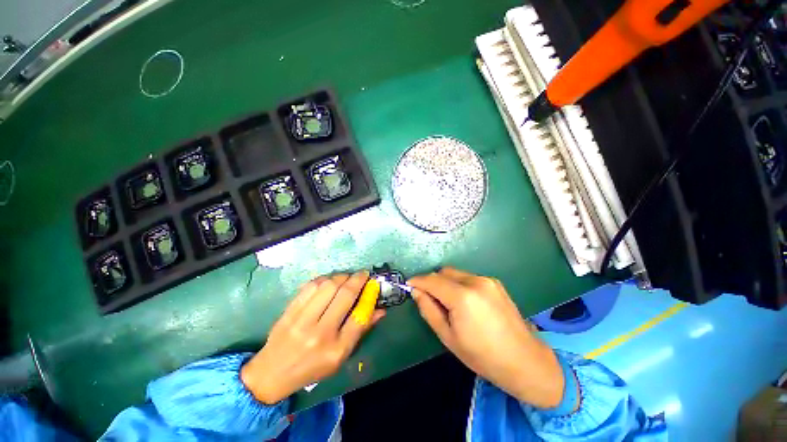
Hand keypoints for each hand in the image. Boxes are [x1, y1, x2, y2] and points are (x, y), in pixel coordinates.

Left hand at [241, 272, 384, 403]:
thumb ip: (361, 331)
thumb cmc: (312, 367)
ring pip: (328, 286)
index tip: (373, 284)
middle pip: (345, 295)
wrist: (272, 373)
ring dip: (341, 277)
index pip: (360, 316)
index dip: (369, 296)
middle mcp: (320, 334)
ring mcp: (302, 321)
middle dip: (358, 279)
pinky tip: (329, 281)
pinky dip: (324, 279)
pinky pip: (311, 286)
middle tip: (363, 275)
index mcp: (336, 350)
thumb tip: (380, 310)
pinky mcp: (289, 311)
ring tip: (346, 277)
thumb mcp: (341, 357)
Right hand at [409, 268, 566, 408]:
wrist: (525, 361)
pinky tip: (466, 303)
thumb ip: (429, 310)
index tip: (409, 285)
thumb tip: (416, 291)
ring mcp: (487, 280)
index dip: (417, 281)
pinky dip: (459, 285)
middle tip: (430, 299)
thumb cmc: (482, 356)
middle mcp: (475, 281)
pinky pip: (468, 277)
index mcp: (463, 297)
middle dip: (432, 281)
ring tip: (450, 304)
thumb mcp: (448, 337)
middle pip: (444, 272)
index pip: (432, 280)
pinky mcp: (495, 282)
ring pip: (456, 273)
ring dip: (446, 283)